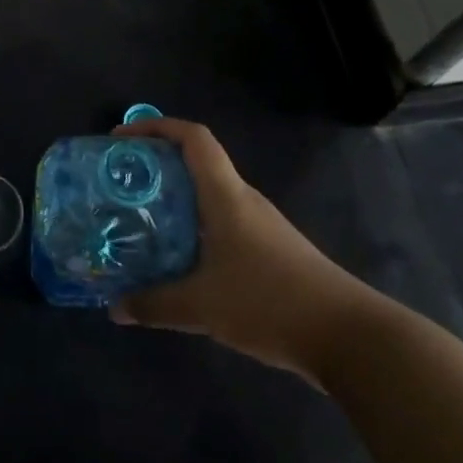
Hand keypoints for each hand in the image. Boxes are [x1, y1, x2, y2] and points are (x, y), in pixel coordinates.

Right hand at [109, 118, 373, 382]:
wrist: (348, 336)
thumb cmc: (269, 301)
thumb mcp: (202, 306)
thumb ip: (155, 305)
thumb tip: (114, 308)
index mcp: (227, 196)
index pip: (194, 138)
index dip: (157, 127)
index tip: (122, 139)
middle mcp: (244, 200)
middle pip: (198, 164)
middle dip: (157, 165)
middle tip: (122, 184)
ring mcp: (261, 225)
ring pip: (210, 196)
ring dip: (176, 199)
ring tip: (141, 219)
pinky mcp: (271, 250)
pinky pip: (223, 224)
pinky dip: (195, 227)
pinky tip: (180, 259)